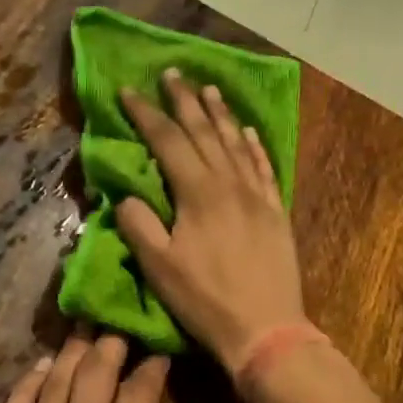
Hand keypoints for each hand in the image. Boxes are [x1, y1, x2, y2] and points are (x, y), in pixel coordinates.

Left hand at [0, 332, 186, 402]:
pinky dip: (24, 387)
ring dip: (69, 357)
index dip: (151, 370)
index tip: (159, 358)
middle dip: (109, 348)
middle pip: (92, 378)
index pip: (139, 395)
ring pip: (51, 387)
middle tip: (119, 332)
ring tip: (82, 336)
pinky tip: (37, 370)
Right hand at [117, 69, 307, 371]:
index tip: (129, 91)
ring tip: (208, 88)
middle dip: (184, 101)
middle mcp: (230, 184)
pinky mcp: (276, 212)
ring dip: (220, 114)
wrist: (266, 329)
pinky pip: (264, 167)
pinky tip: (249, 131)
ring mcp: (258, 196)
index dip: (146, 114)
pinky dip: (254, 145)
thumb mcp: (159, 267)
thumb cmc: (205, 300)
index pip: (167, 141)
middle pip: (204, 132)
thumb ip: (138, 225)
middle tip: (172, 73)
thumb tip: (127, 197)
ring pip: (237, 143)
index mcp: (198, 193)